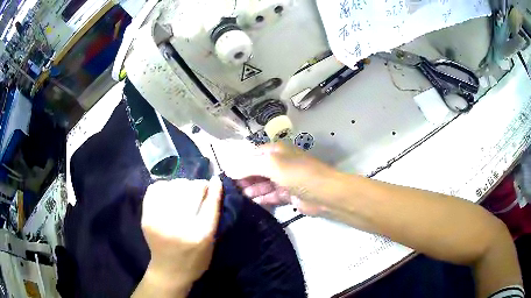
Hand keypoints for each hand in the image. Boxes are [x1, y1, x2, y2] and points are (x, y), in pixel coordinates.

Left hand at [140, 177, 221, 291]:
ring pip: (173, 186)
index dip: (213, 189)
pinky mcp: (146, 218)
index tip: (214, 181)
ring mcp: (159, 221)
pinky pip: (155, 189)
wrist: (169, 271)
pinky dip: (164, 187)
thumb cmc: (195, 259)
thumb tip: (214, 183)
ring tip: (182, 193)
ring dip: (181, 186)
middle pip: (190, 191)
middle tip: (198, 190)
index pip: (209, 203)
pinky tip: (169, 194)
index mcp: (200, 235)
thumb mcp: (211, 241)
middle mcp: (179, 226)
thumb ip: (212, 214)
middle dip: (197, 186)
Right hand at [225, 142, 340, 214]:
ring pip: (262, 184)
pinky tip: (250, 203)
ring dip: (251, 190)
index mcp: (276, 151)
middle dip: (244, 178)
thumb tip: (230, 168)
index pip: (252, 155)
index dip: (239, 164)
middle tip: (230, 190)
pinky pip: (271, 195)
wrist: (324, 194)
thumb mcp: (272, 165)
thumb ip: (249, 166)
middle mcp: (279, 163)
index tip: (226, 176)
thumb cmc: (297, 174)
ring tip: (237, 198)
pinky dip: (261, 198)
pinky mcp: (288, 194)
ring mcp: (284, 180)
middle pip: (256, 170)